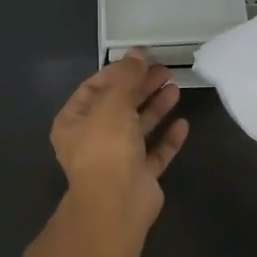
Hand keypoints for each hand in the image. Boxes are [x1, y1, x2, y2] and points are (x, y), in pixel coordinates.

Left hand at [51, 53, 189, 229]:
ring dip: (155, 107)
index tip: (142, 60)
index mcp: (74, 122)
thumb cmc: (106, 147)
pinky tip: (183, 123)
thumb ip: (126, 76)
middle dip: (141, 87)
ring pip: (138, 128)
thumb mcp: (113, 102)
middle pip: (119, 106)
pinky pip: (155, 152)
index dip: (117, 72)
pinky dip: (168, 138)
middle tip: (165, 71)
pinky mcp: (139, 176)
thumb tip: (138, 53)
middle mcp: (93, 140)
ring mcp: (117, 159)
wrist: (116, 204)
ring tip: (175, 88)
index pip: (94, 88)